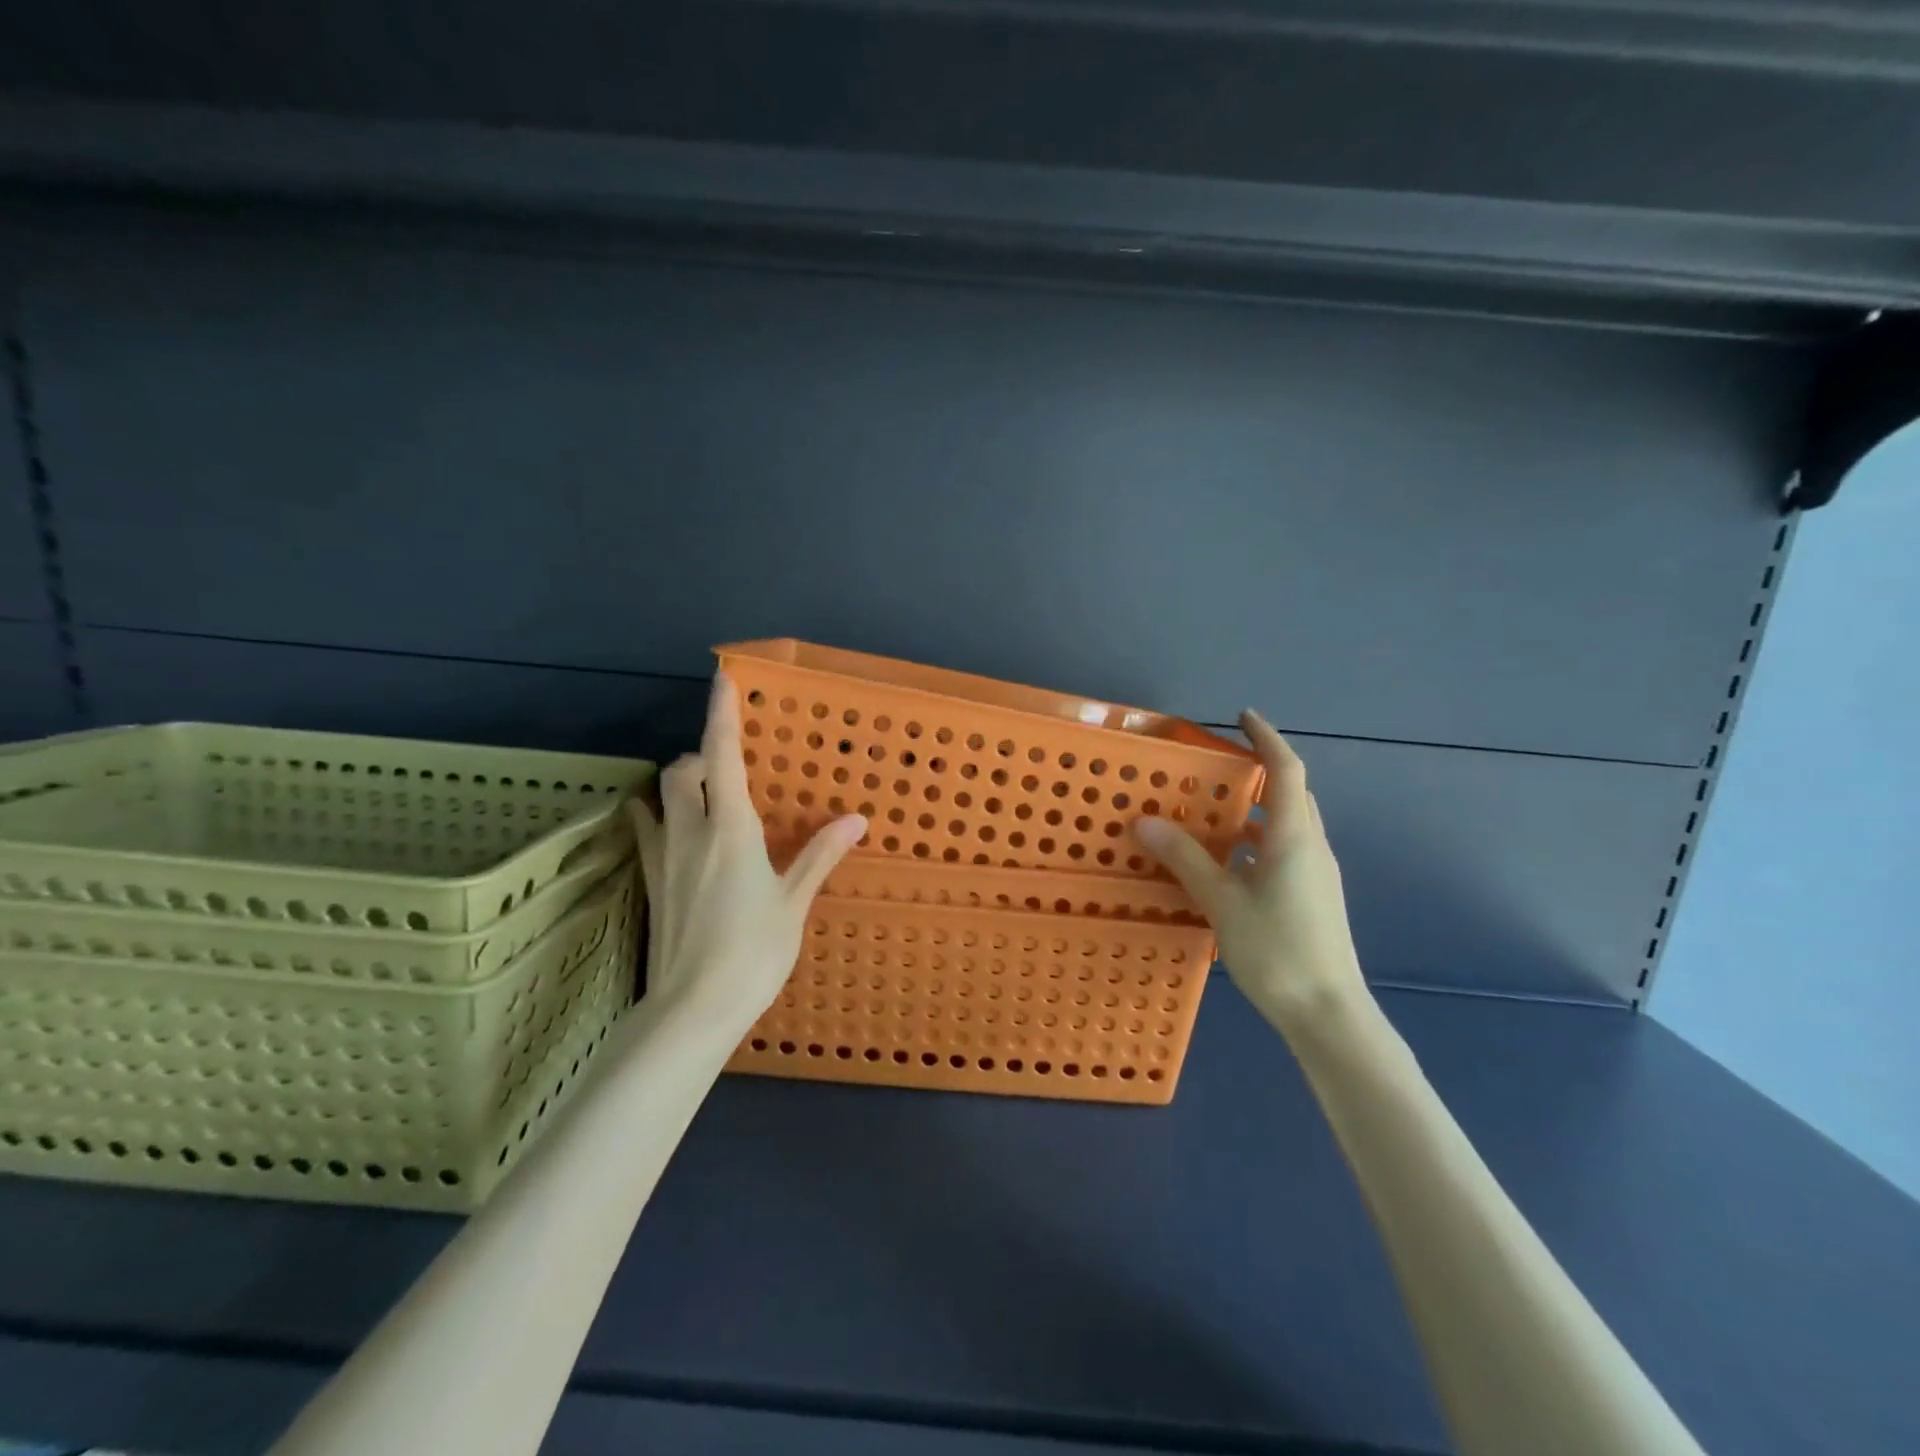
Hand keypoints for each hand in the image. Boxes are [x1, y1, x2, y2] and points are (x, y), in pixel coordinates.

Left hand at [629, 674, 867, 1029]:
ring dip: (681, 782)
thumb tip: (857, 819)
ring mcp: (664, 857)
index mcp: (731, 829)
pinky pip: (648, 832)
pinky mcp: (651, 882)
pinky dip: (658, 815)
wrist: (692, 1008)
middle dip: (701, 755)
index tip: (722, 678)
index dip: (723, 714)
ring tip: (706, 795)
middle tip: (730, 768)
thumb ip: (820, 855)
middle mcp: (691, 831)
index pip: (724, 756)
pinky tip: (673, 829)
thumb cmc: (753, 952)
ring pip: (661, 797)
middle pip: (683, 770)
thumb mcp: (793, 902)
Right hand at [1133, 711, 1371, 1038]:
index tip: (1243, 716)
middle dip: (1261, 771)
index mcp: (1292, 838)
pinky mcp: (1314, 896)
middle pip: (1291, 794)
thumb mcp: (1222, 902)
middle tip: (1221, 765)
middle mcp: (1310, 847)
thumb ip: (1185, 859)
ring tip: (1216, 813)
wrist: (1328, 1013)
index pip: (1285, 770)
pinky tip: (1230, 863)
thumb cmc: (1277, 950)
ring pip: (1288, 824)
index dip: (1266, 738)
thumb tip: (1145, 822)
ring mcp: (1316, 874)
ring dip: (1257, 809)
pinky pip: (1285, 850)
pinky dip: (1259, 840)